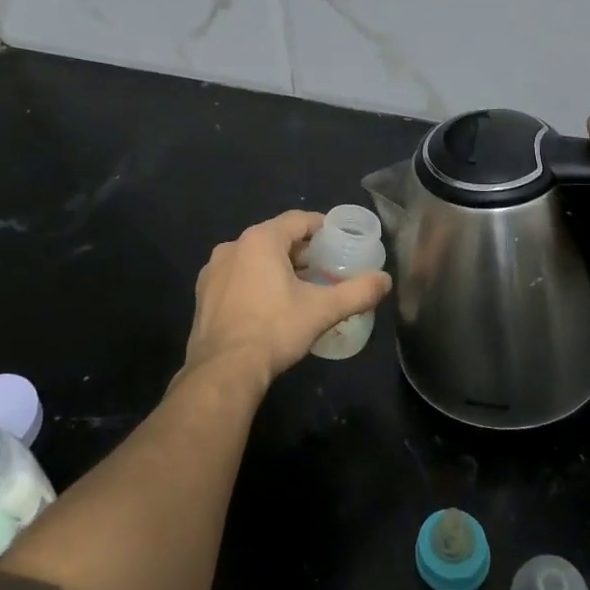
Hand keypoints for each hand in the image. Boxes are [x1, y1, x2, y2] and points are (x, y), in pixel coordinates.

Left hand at [183, 211, 391, 389]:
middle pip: (276, 238)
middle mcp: (233, 246)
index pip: (299, 220)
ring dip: (278, 267)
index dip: (322, 227)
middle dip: (302, 251)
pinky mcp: (203, 294)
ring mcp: (213, 270)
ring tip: (301, 288)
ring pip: (254, 258)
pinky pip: (237, 277)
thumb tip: (386, 280)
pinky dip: (255, 282)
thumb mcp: (323, 310)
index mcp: (261, 240)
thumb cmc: (275, 330)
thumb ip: (357, 292)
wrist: (224, 370)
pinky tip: (270, 306)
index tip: (339, 240)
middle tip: (326, 268)